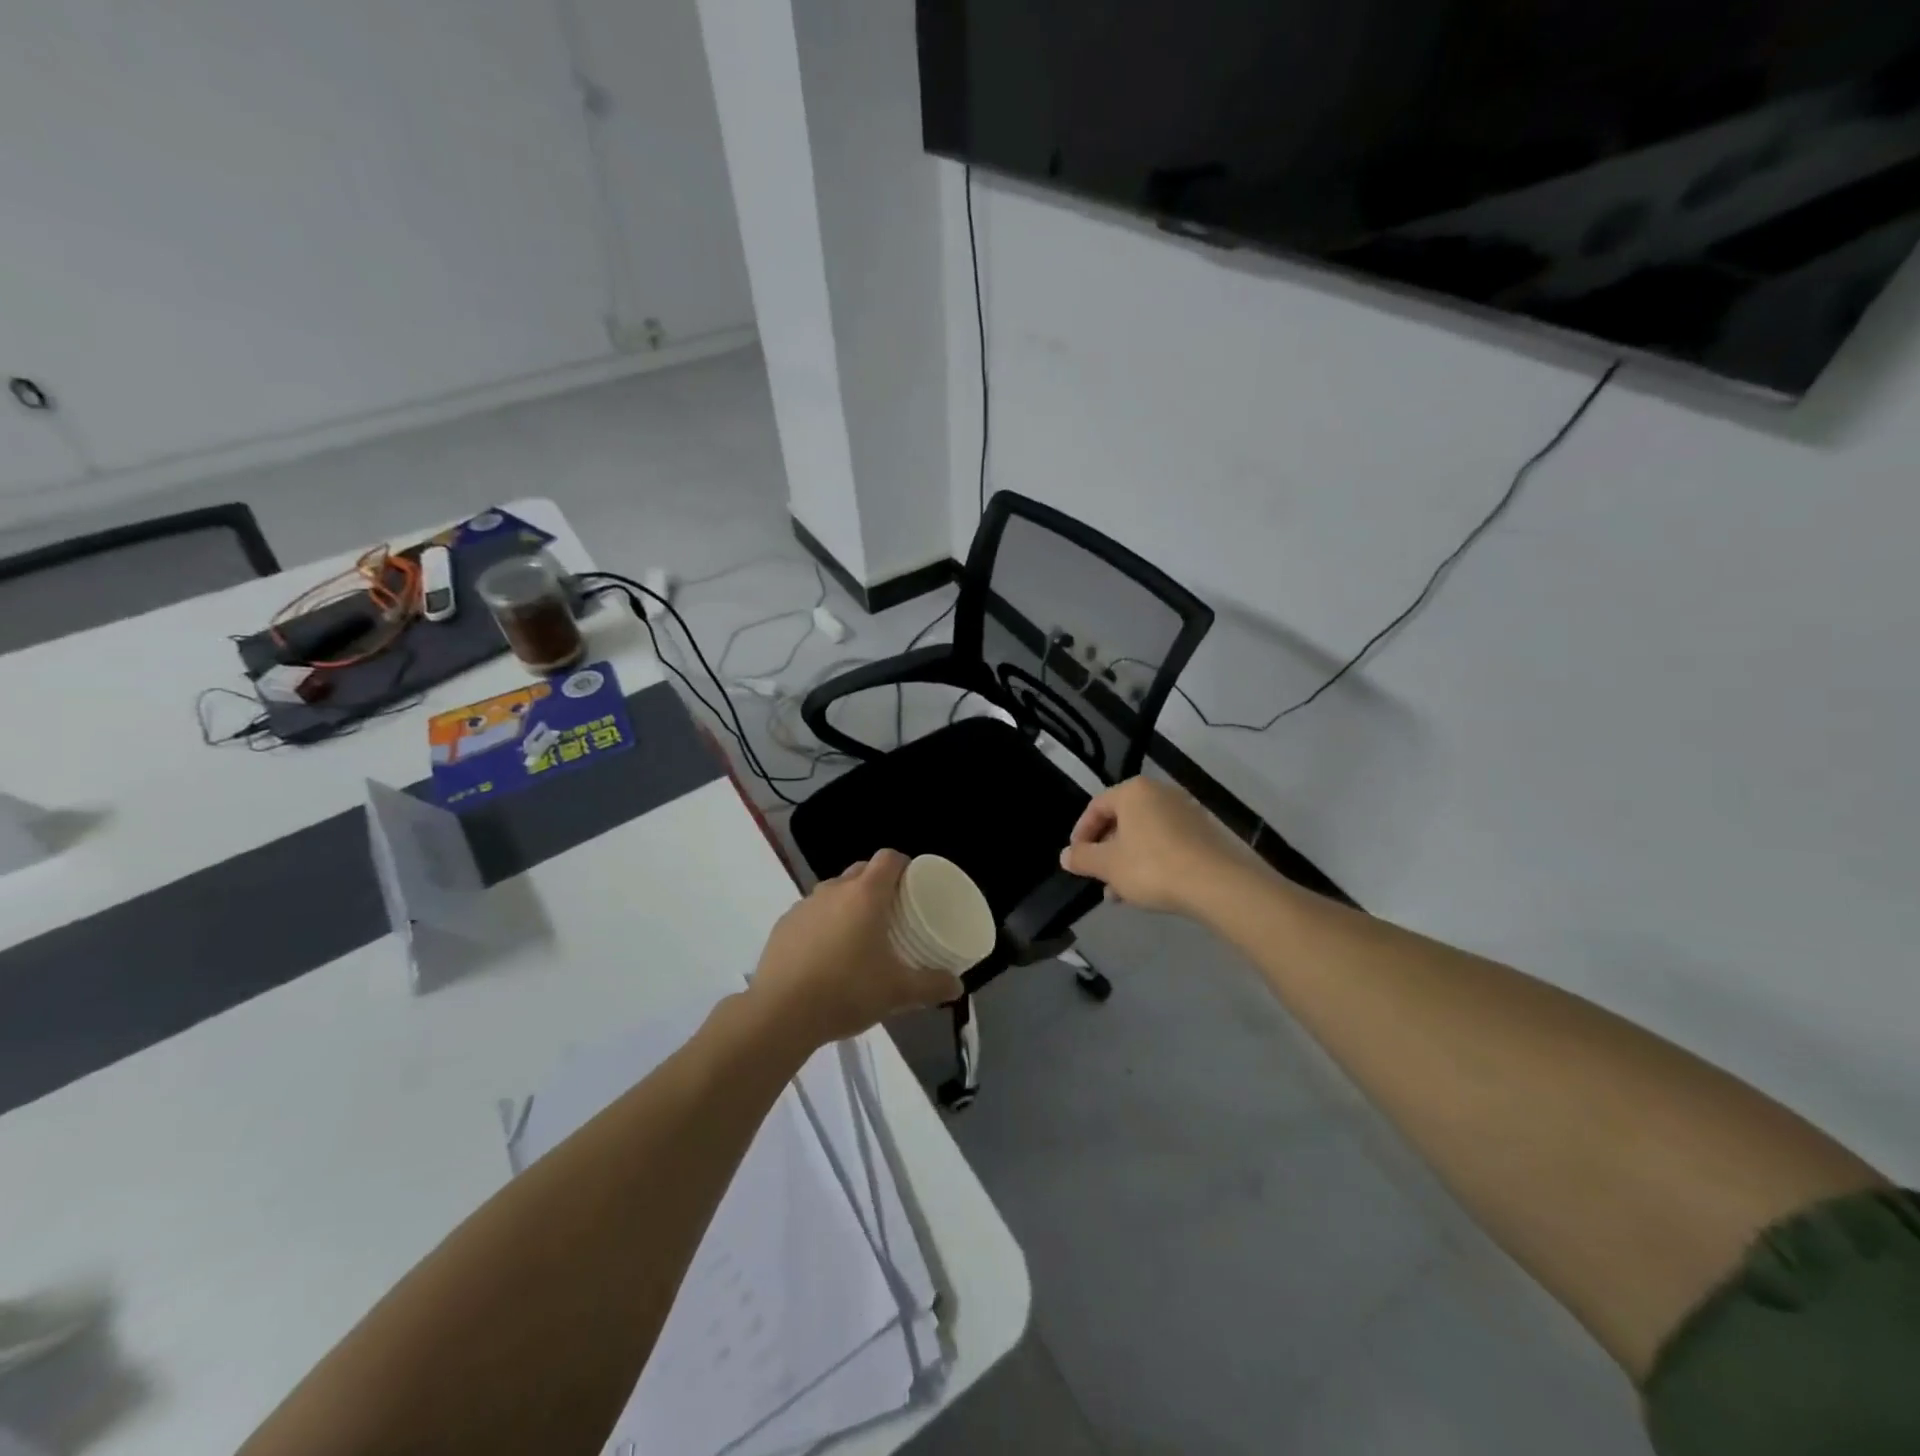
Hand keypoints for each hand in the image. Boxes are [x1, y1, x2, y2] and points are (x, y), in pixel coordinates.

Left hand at [749, 850, 963, 1048]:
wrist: (780, 1013)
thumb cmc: (846, 992)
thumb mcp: (897, 992)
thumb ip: (931, 986)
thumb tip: (957, 986)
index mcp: (865, 895)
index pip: (888, 858)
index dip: (903, 865)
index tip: (913, 884)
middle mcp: (834, 890)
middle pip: (861, 871)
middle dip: (878, 883)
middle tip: (892, 912)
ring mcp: (804, 906)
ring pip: (833, 891)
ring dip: (848, 903)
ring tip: (858, 935)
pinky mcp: (783, 925)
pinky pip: (811, 913)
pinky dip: (823, 923)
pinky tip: (826, 955)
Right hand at [1060, 777, 1261, 914]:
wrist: (1215, 883)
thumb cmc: (1152, 866)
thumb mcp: (1108, 865)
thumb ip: (1083, 858)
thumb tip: (1065, 855)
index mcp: (1133, 791)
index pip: (1096, 807)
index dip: (1081, 834)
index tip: (1076, 858)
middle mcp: (1160, 793)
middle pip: (1122, 820)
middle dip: (1106, 851)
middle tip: (1098, 878)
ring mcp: (1185, 811)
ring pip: (1144, 834)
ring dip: (1127, 860)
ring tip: (1120, 893)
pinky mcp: (1203, 831)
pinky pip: (1166, 842)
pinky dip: (1151, 860)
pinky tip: (1148, 889)